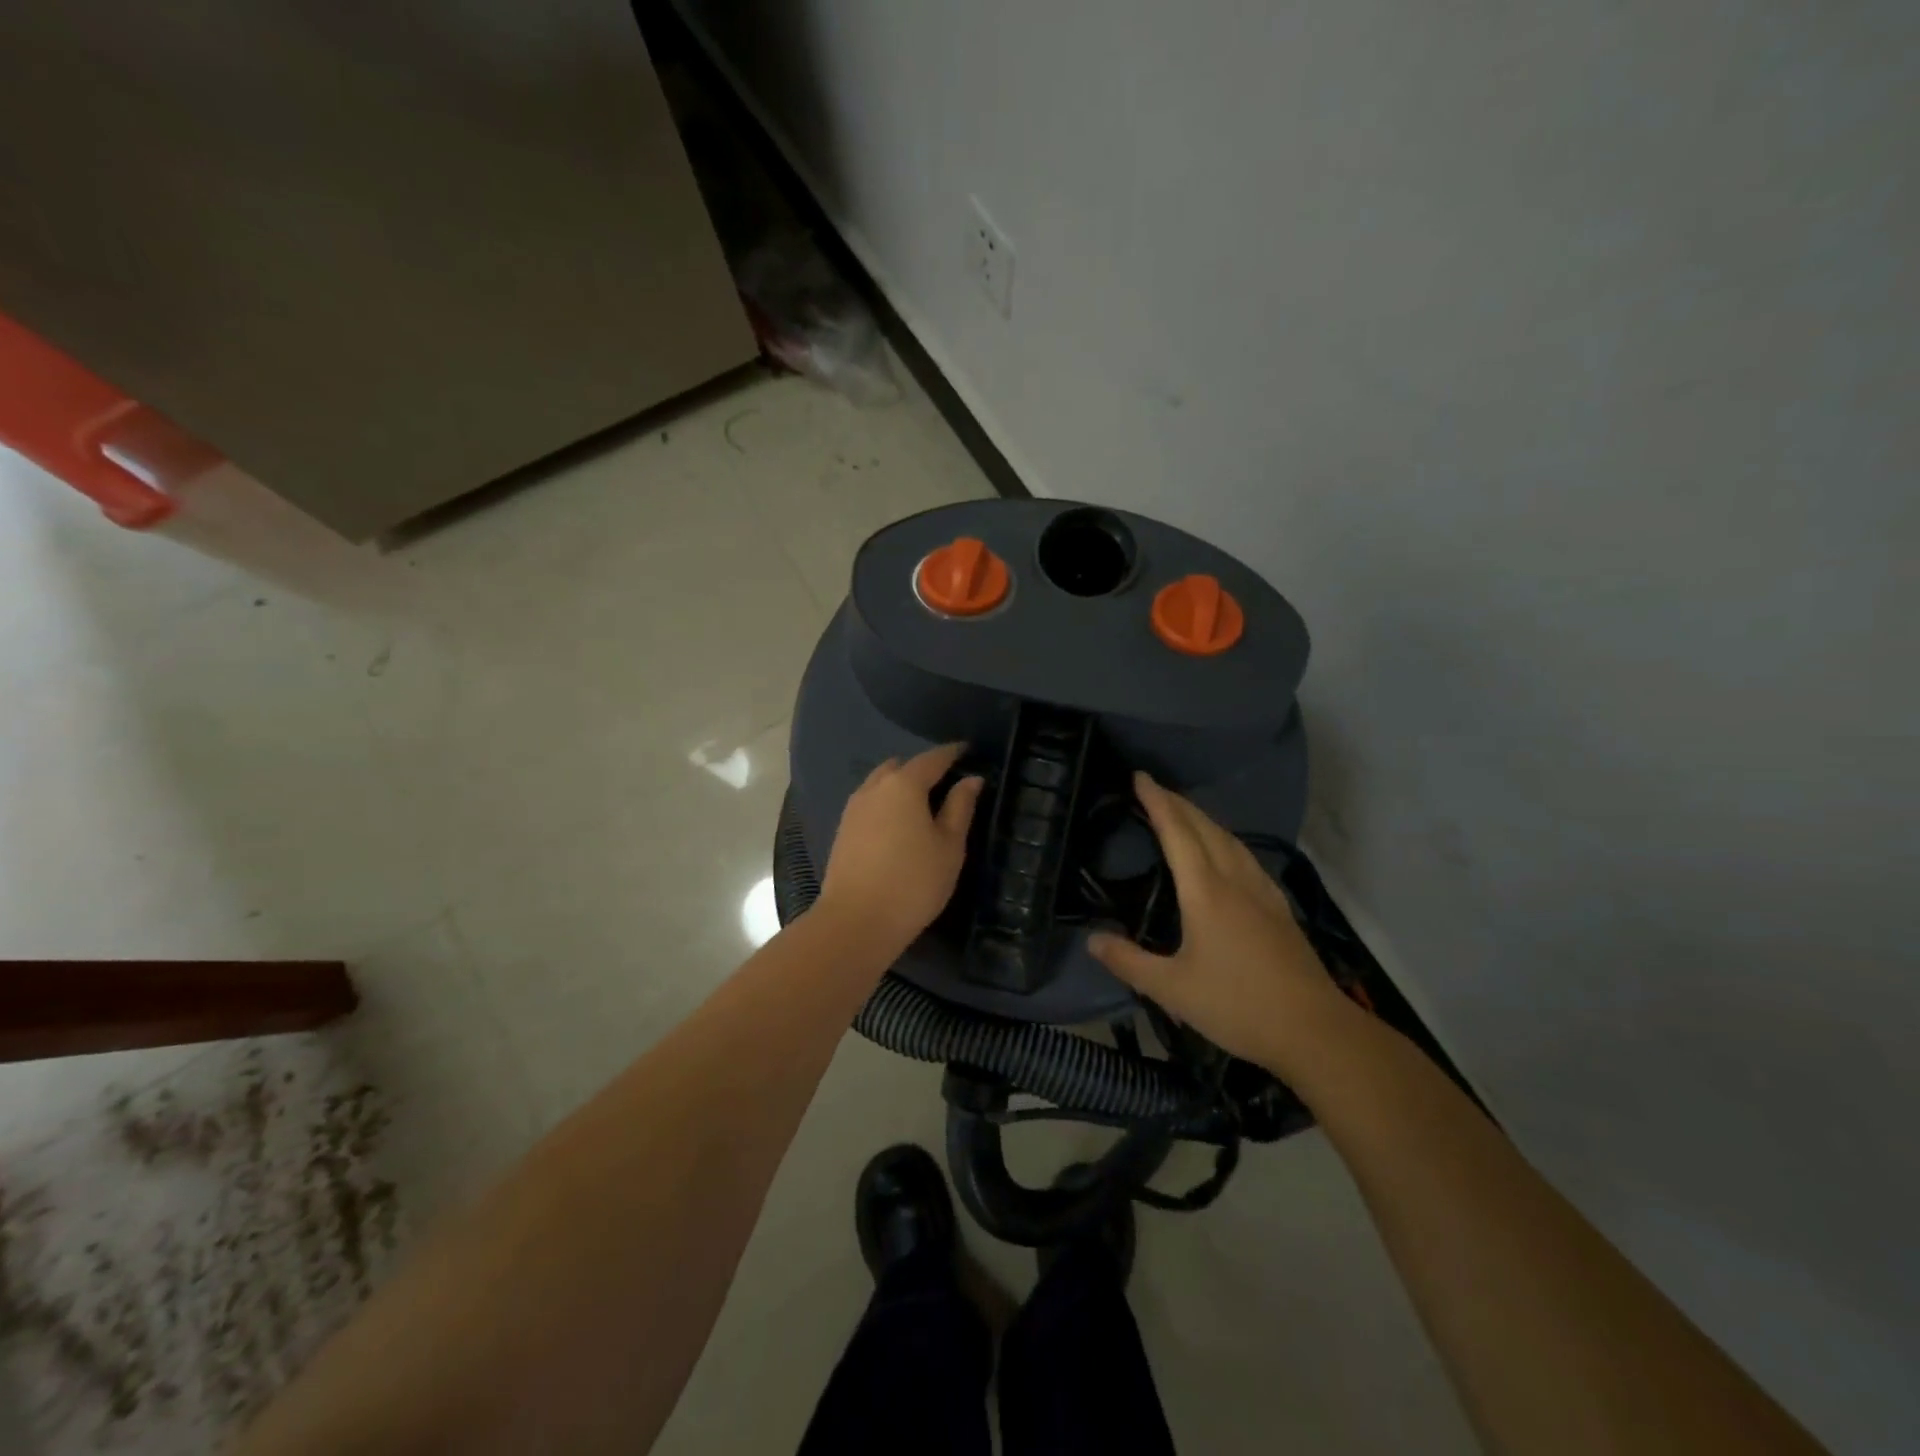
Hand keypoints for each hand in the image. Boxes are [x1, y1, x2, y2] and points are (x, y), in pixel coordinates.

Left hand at [817, 743, 983, 955]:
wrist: (856, 921)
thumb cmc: (914, 882)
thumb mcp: (949, 846)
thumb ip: (960, 807)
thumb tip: (971, 779)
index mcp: (904, 785)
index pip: (932, 759)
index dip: (952, 753)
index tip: (967, 750)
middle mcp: (874, 787)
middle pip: (901, 767)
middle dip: (922, 769)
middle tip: (945, 783)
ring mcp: (853, 808)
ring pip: (880, 784)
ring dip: (900, 786)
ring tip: (922, 805)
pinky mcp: (843, 830)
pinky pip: (869, 803)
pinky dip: (886, 803)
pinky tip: (897, 824)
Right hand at [1088, 772, 1346, 1074]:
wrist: (1313, 1030)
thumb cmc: (1237, 1006)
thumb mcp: (1172, 989)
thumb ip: (1128, 961)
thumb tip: (1091, 939)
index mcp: (1205, 892)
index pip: (1177, 833)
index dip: (1157, 803)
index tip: (1140, 777)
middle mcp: (1234, 881)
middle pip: (1205, 828)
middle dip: (1178, 803)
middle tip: (1154, 788)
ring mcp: (1262, 892)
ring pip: (1230, 840)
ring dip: (1203, 819)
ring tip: (1185, 812)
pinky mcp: (1278, 909)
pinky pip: (1247, 858)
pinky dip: (1226, 841)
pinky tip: (1228, 853)